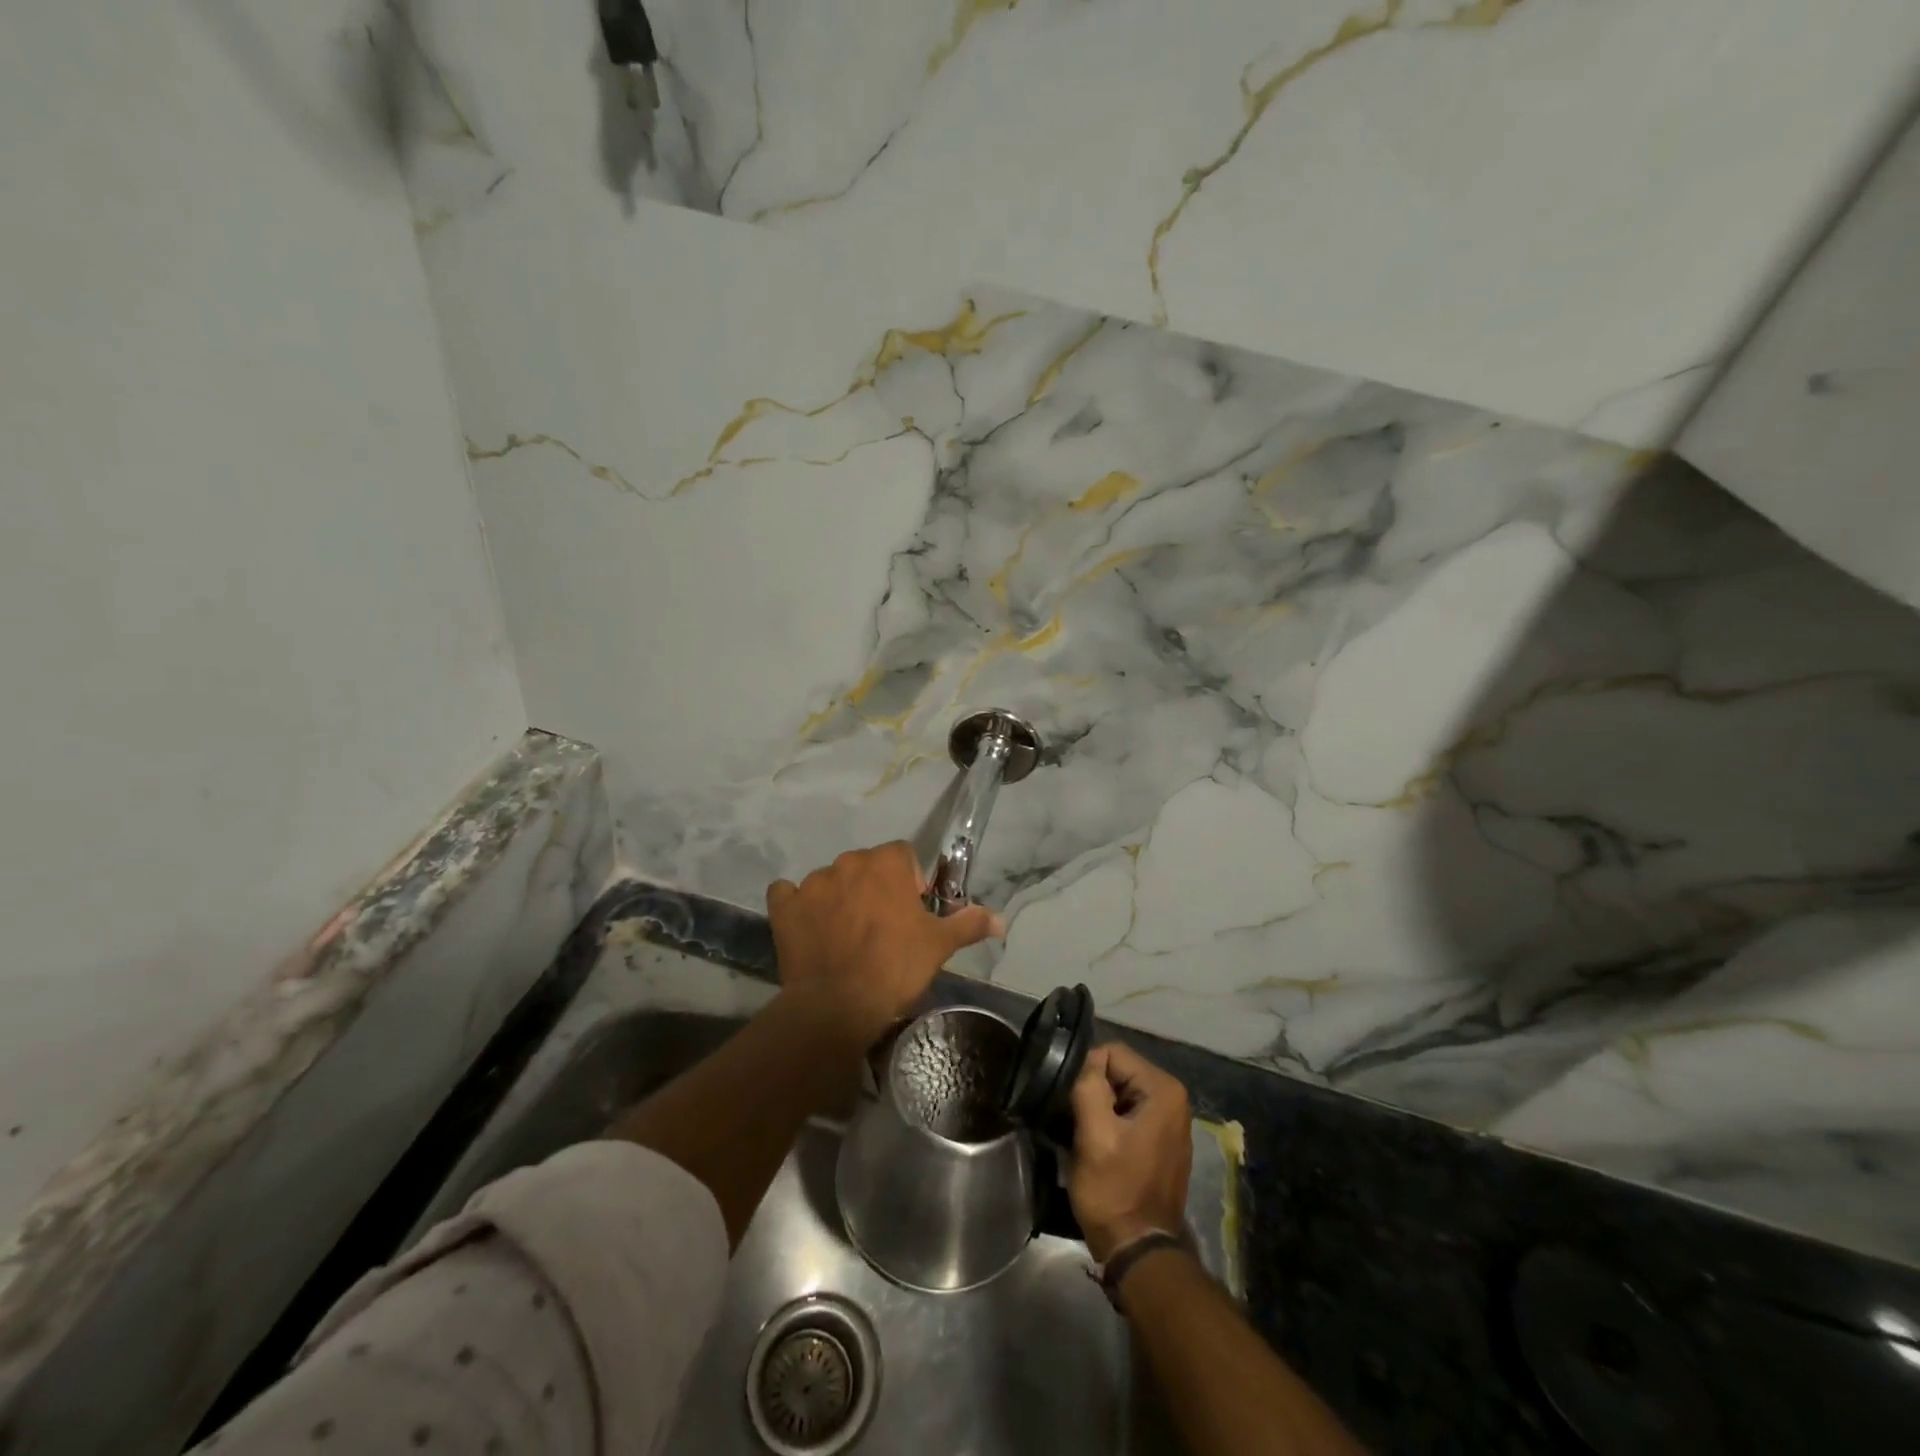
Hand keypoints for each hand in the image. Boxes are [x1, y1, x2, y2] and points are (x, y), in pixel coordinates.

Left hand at [767, 842, 1002, 1044]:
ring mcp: (811, 882)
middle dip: (875, 889)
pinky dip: (797, 906)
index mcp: (886, 862)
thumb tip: (1002, 920)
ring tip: (846, 938)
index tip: (912, 913)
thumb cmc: (895, 967)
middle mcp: (847, 862)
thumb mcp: (939, 945)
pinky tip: (807, 927)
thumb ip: (969, 923)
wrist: (838, 1005)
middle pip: (867, 866)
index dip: (911, 882)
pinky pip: (788, 894)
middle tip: (882, 929)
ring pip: (831, 881)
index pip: (904, 855)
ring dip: (839, 899)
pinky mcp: (784, 906)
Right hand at [1068, 1042, 1193, 1262]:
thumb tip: (1085, 1060)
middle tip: (1077, 1123)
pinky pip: (1129, 1113)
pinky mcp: (1162, 1140)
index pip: (1112, 1053)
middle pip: (1118, 1071)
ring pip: (1120, 1092)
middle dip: (1094, 1091)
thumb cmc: (1115, 1190)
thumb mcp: (1093, 1134)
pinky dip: (1110, 1123)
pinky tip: (1100, 1147)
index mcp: (1164, 1090)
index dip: (1086, 1074)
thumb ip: (1088, 1085)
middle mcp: (1174, 1098)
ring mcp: (1171, 1120)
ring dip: (1099, 1109)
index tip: (1073, 1104)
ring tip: (1086, 1137)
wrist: (1138, 1251)